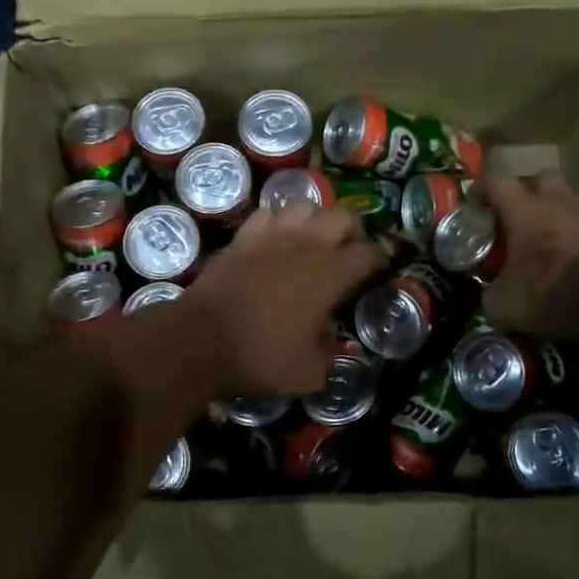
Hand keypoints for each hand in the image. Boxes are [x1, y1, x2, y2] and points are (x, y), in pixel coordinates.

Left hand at [183, 204, 384, 395]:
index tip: (376, 275)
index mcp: (331, 273)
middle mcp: (306, 244)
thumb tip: (326, 334)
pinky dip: (280, 222)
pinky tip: (277, 240)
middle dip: (353, 233)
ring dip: (317, 221)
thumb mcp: (311, 372)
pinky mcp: (242, 237)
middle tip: (348, 256)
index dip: (380, 263)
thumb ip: (330, 349)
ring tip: (314, 243)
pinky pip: (269, 214)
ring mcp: (271, 235)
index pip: (370, 253)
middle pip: (343, 216)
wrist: (199, 341)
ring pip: (306, 205)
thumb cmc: (260, 357)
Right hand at [480, 171, 578, 343]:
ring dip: (554, 208)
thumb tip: (488, 296)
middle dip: (526, 190)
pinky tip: (568, 255)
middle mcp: (557, 204)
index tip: (473, 204)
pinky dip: (575, 232)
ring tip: (543, 234)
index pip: (496, 181)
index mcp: (525, 212)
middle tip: (514, 214)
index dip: (481, 188)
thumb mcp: (505, 306)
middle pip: (540, 177)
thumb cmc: (553, 295)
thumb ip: (489, 295)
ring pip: (568, 197)